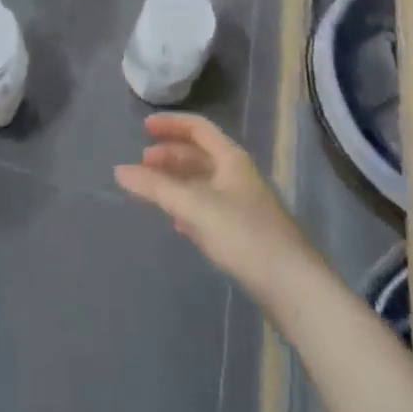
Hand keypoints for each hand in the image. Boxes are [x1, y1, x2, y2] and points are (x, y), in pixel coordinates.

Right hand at [114, 114, 318, 305]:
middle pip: (200, 154)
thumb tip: (119, 171)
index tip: (143, 127)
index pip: (197, 127)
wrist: (293, 287)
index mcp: (231, 158)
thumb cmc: (243, 235)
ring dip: (178, 181)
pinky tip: (178, 223)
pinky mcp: (247, 233)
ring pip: (204, 182)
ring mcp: (245, 204)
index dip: (170, 124)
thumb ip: (155, 188)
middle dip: (170, 155)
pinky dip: (190, 206)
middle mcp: (239, 174)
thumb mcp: (193, 207)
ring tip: (154, 191)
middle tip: (143, 164)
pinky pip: (211, 207)